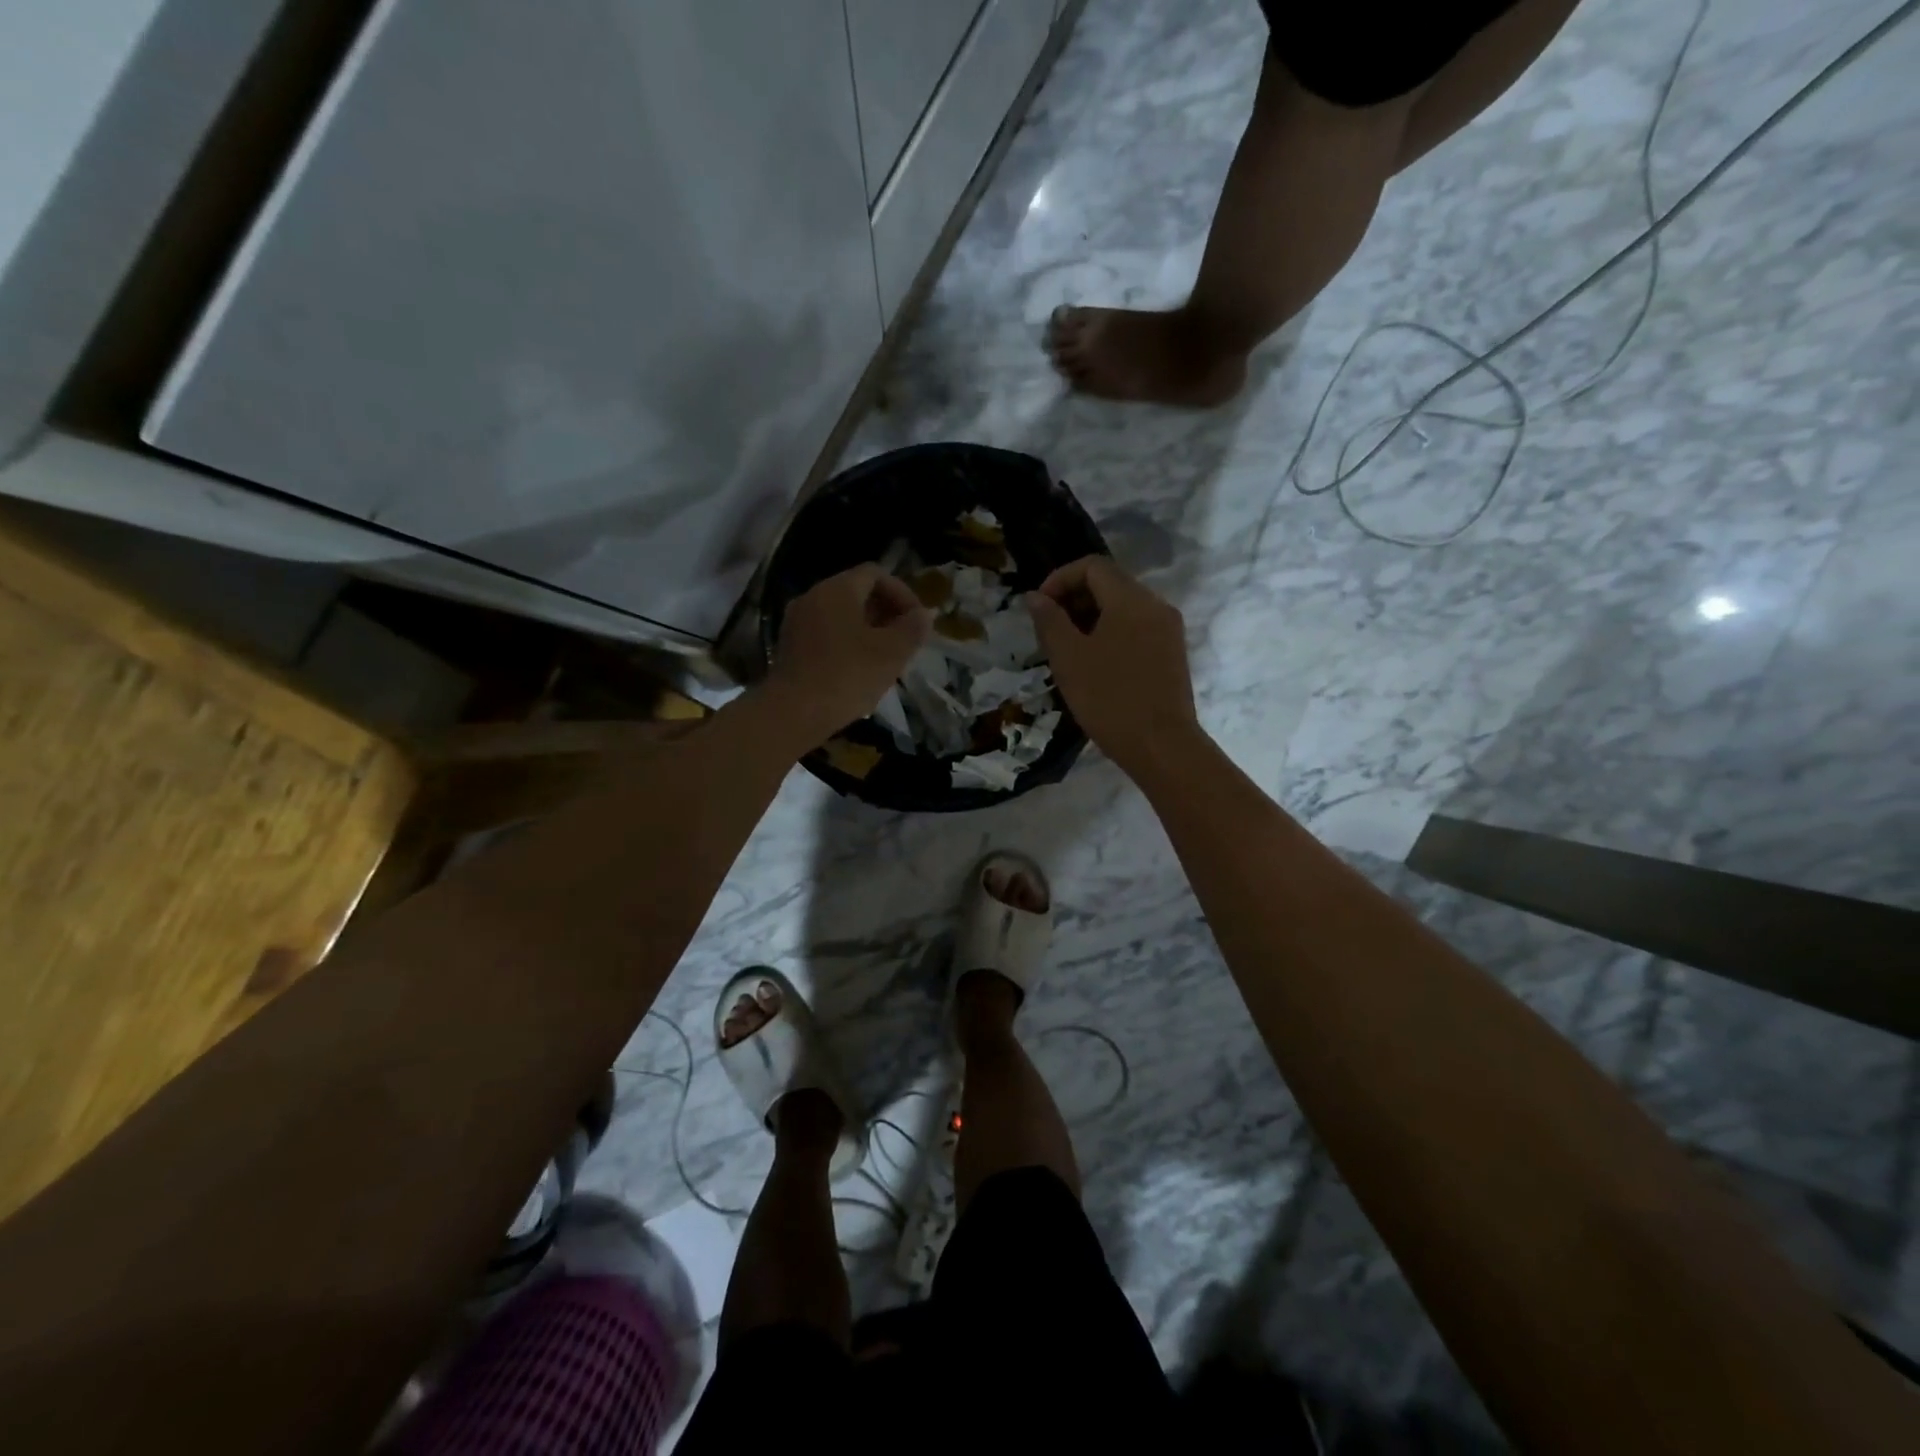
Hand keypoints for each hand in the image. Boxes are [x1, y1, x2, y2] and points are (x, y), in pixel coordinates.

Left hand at [767, 564, 930, 744]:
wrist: (792, 713)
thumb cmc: (847, 676)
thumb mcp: (892, 653)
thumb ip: (913, 628)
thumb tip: (924, 615)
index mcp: (837, 589)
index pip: (876, 573)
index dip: (902, 593)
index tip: (917, 621)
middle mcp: (813, 596)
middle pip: (857, 592)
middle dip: (886, 613)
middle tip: (905, 641)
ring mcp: (797, 621)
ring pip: (841, 615)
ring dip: (867, 630)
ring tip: (885, 659)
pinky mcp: (789, 647)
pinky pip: (825, 633)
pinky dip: (847, 643)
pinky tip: (858, 671)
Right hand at [1026, 556, 1198, 773]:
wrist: (1162, 746)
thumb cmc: (1109, 699)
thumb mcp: (1068, 658)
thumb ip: (1049, 621)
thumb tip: (1036, 597)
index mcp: (1131, 599)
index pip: (1092, 566)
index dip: (1059, 579)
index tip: (1039, 607)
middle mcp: (1156, 605)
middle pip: (1110, 583)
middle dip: (1074, 599)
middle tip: (1049, 632)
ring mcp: (1168, 630)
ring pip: (1124, 607)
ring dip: (1091, 618)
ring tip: (1068, 651)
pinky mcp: (1172, 653)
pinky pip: (1137, 628)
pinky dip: (1111, 633)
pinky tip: (1095, 665)